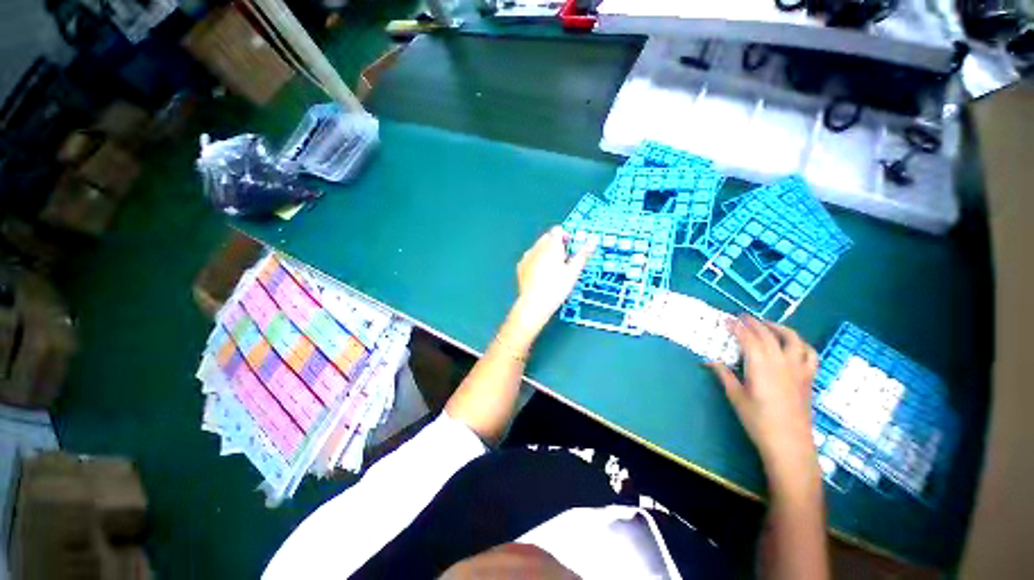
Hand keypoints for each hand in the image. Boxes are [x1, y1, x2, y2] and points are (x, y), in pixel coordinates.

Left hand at [506, 226, 595, 345]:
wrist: (534, 304)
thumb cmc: (556, 287)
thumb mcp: (573, 272)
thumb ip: (583, 254)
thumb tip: (593, 240)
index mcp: (551, 246)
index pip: (558, 230)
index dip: (566, 236)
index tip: (570, 248)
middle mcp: (537, 247)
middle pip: (547, 237)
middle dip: (556, 244)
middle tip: (564, 260)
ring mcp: (527, 256)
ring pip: (538, 247)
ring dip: (546, 252)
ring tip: (553, 269)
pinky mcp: (520, 266)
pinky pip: (530, 257)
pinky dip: (536, 260)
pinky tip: (541, 274)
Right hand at [709, 317, 818, 479]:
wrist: (790, 444)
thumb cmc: (758, 421)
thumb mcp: (736, 397)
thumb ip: (724, 375)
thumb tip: (709, 360)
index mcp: (761, 367)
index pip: (748, 339)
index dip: (736, 327)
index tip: (726, 319)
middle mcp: (782, 362)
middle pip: (768, 335)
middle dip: (753, 323)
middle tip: (741, 317)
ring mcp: (799, 369)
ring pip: (793, 339)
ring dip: (778, 327)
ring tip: (767, 325)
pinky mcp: (808, 378)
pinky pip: (810, 354)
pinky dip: (801, 344)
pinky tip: (793, 345)